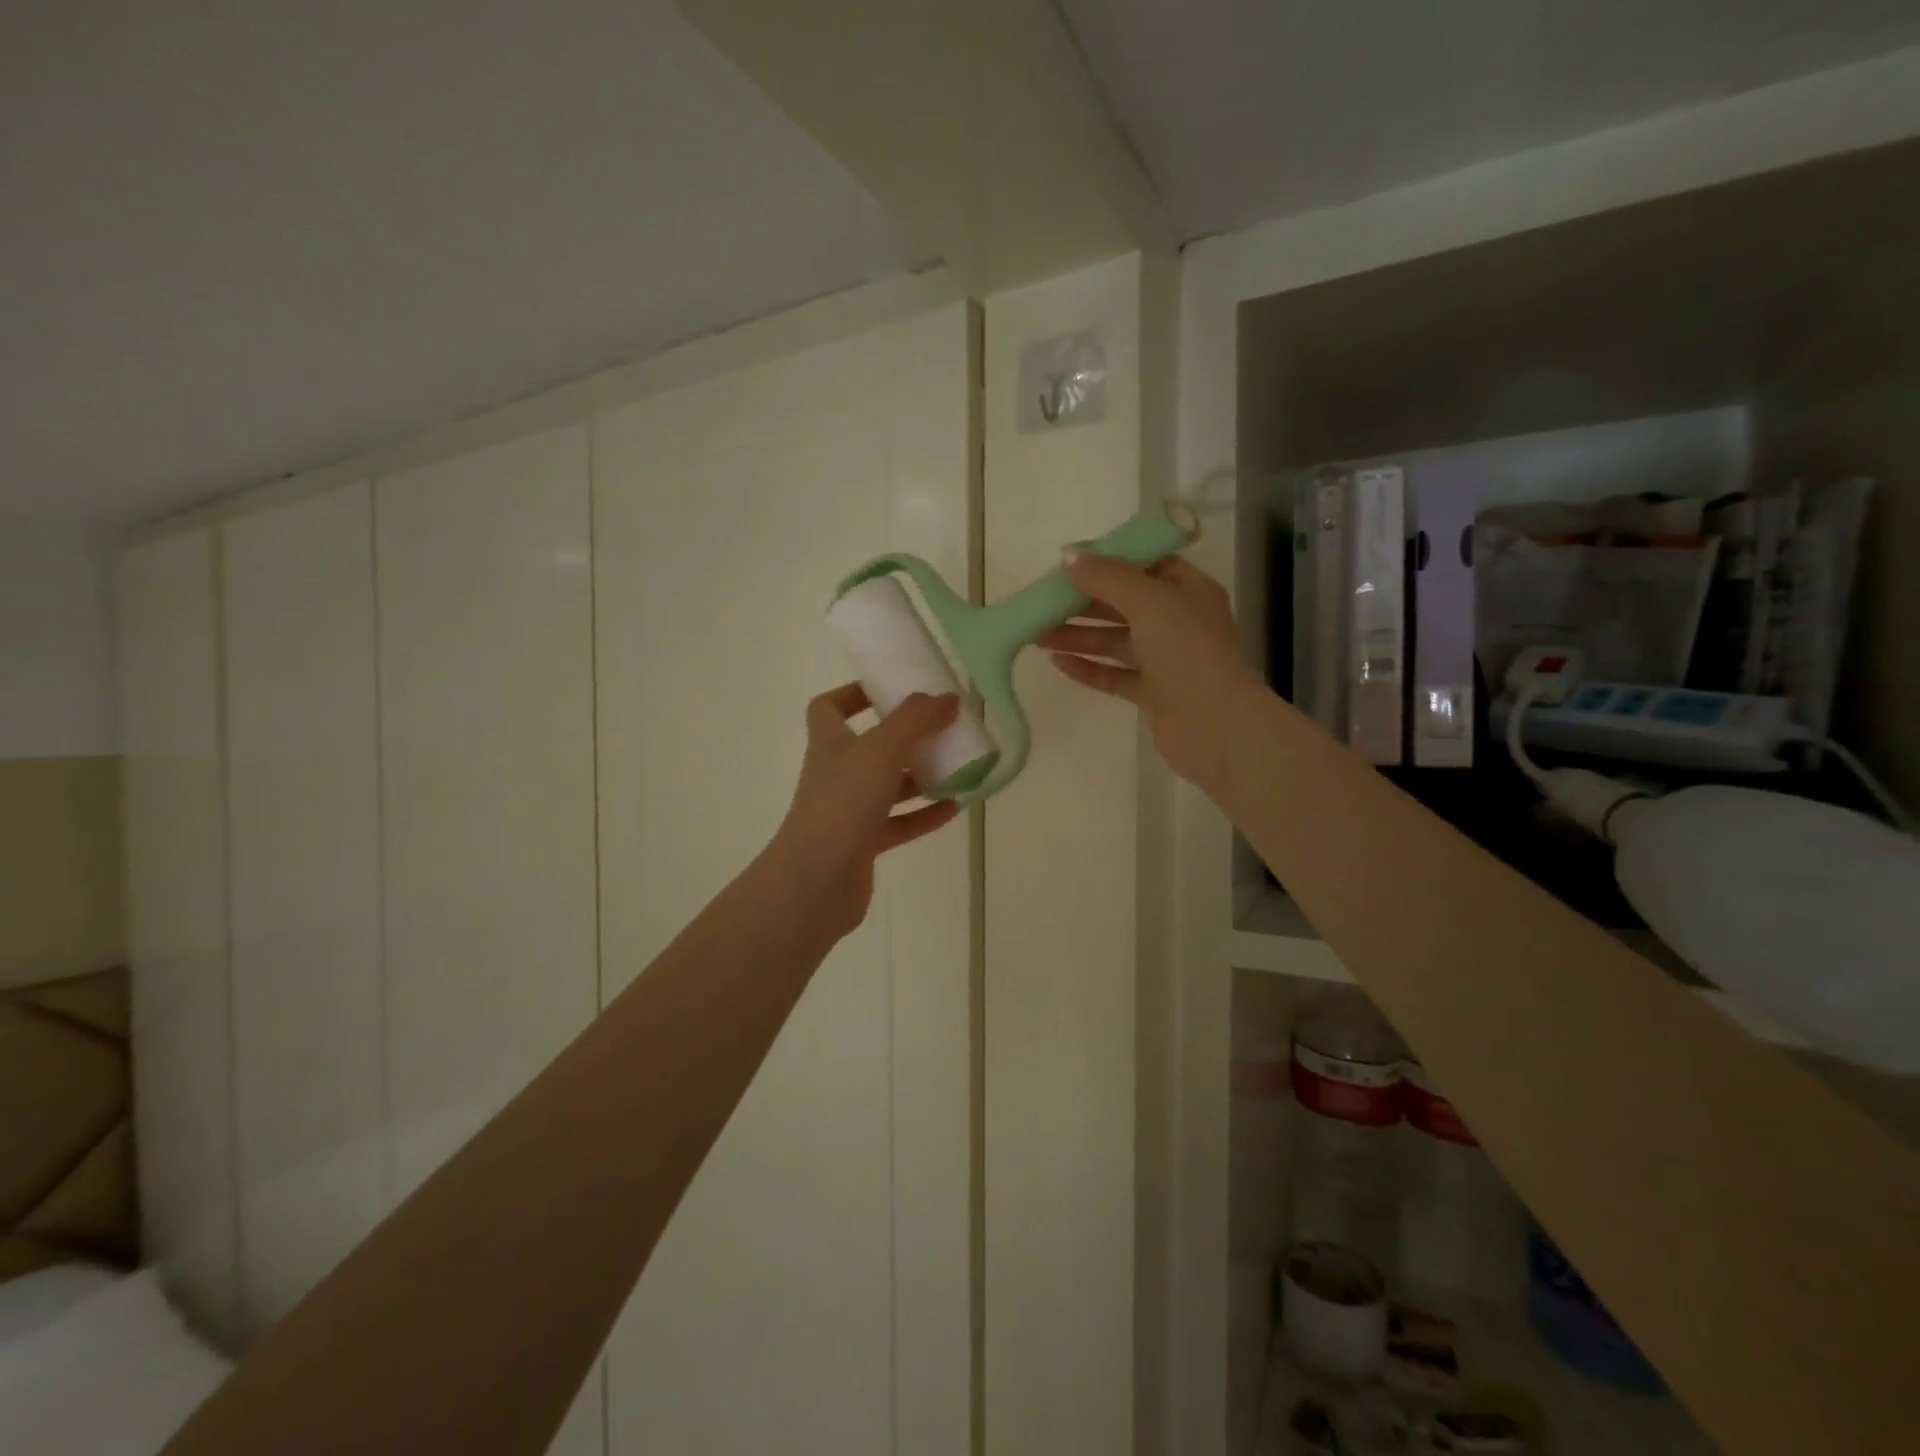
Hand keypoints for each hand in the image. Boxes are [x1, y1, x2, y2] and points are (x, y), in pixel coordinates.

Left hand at [767, 684, 962, 938]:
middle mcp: (837, 774)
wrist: (816, 881)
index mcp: (830, 743)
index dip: (854, 694)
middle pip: (869, 747)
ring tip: (958, 766)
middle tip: (941, 727)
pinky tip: (955, 808)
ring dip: (920, 776)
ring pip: (888, 786)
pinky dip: (925, 815)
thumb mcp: (882, 750)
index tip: (889, 689)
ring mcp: (849, 811)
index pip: (829, 708)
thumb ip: (916, 721)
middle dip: (905, 737)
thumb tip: (947, 697)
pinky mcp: (864, 844)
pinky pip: (900, 823)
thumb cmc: (843, 803)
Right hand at [1040, 551, 1258, 794]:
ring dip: (1079, 636)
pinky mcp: (1154, 694)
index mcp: (1189, 592)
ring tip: (1037, 635)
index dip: (1109, 563)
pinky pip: (1115, 675)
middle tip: (1042, 603)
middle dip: (1083, 604)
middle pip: (1124, 605)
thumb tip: (1069, 555)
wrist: (1215, 725)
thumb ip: (1107, 577)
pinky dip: (1089, 668)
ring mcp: (1167, 661)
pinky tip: (1058, 663)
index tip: (1071, 565)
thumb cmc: (1187, 651)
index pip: (1147, 566)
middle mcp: (1179, 623)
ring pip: (1115, 641)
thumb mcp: (1148, 601)